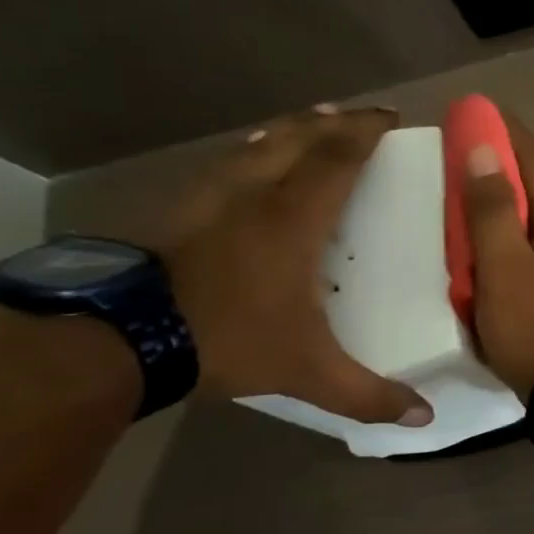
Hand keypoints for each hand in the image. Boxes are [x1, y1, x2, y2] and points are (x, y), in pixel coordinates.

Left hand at [164, 106, 433, 425]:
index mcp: (293, 218)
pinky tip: (248, 163)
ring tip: (310, 123)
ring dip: (290, 129)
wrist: (108, 338)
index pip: (338, 157)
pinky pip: (225, 163)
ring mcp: (206, 195)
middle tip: (358, 115)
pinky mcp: (171, 207)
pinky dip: (251, 152)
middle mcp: (254, 192)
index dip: (366, 131)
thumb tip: (425, 418)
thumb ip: (367, 394)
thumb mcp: (305, 371)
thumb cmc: (224, 338)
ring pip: (256, 143)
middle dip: (333, 121)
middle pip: (298, 136)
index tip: (391, 117)